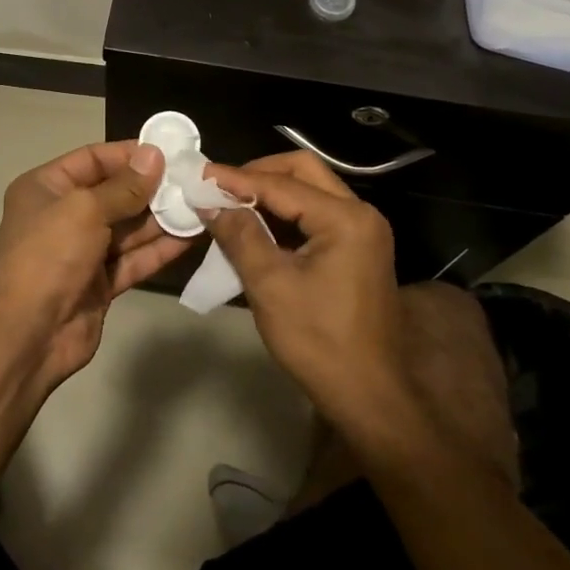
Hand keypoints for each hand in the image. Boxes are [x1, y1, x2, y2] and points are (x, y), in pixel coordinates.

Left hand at [0, 141, 190, 388]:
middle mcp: (62, 215)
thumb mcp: (85, 210)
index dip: (129, 154)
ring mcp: (82, 251)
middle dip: (151, 188)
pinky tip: (191, 237)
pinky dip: (159, 249)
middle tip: (193, 180)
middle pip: (114, 194)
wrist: (30, 334)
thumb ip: (124, 186)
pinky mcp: (100, 283)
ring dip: (161, 218)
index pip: (92, 160)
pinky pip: (133, 258)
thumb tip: (154, 155)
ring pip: (128, 228)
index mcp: (46, 189)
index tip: (168, 152)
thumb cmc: (50, 255)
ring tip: (201, 205)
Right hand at [204, 153, 514, 481]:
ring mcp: (363, 231)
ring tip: (229, 203)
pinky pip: (316, 215)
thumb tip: (209, 202)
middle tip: (219, 186)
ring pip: (310, 191)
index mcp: (345, 219)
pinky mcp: (358, 249)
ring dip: (270, 193)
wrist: (369, 397)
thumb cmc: (319, 342)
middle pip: (303, 172)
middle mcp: (361, 214)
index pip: (282, 184)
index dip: (237, 179)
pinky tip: (254, 226)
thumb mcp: (270, 286)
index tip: (200, 175)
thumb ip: (240, 235)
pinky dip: (284, 215)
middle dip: (258, 174)